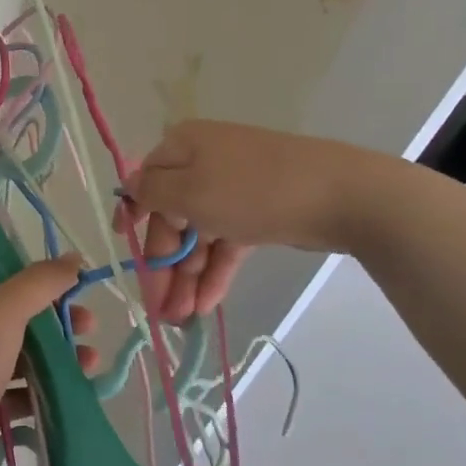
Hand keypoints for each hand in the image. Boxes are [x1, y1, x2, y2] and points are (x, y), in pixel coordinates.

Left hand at [0, 259, 97, 456]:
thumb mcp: (7, 308)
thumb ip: (42, 281)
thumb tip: (75, 257)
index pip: (5, 271)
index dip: (37, 272)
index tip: (70, 279)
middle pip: (25, 312)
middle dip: (61, 316)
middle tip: (89, 325)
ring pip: (30, 351)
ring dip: (63, 352)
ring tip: (90, 362)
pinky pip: (28, 386)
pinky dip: (52, 385)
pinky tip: (75, 389)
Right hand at [120, 120, 392, 318]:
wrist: (340, 194)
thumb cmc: (251, 189)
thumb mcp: (189, 191)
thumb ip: (151, 192)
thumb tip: (129, 186)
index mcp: (182, 147)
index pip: (145, 183)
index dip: (133, 218)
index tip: (125, 252)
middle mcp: (203, 163)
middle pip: (172, 216)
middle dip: (164, 263)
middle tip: (158, 308)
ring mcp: (233, 188)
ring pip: (199, 235)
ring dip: (188, 276)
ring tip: (182, 318)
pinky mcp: (258, 212)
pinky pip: (226, 242)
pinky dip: (215, 271)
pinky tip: (206, 305)